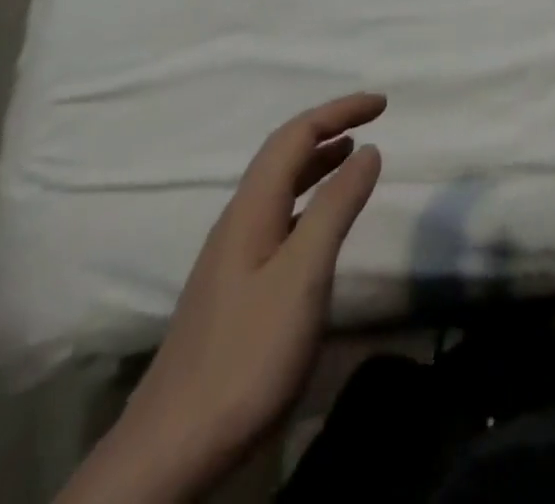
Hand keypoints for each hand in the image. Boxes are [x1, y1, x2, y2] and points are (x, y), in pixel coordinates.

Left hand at [60, 93, 385, 503]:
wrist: (172, 450)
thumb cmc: (246, 353)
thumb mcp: (303, 275)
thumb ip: (336, 207)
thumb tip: (368, 149)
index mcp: (251, 209)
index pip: (295, 135)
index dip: (339, 110)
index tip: (383, 103)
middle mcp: (238, 221)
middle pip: (283, 155)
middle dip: (328, 128)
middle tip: (372, 120)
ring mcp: (233, 256)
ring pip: (280, 188)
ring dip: (318, 162)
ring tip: (353, 155)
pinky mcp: (236, 288)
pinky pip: (279, 218)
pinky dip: (309, 200)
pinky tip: (322, 223)